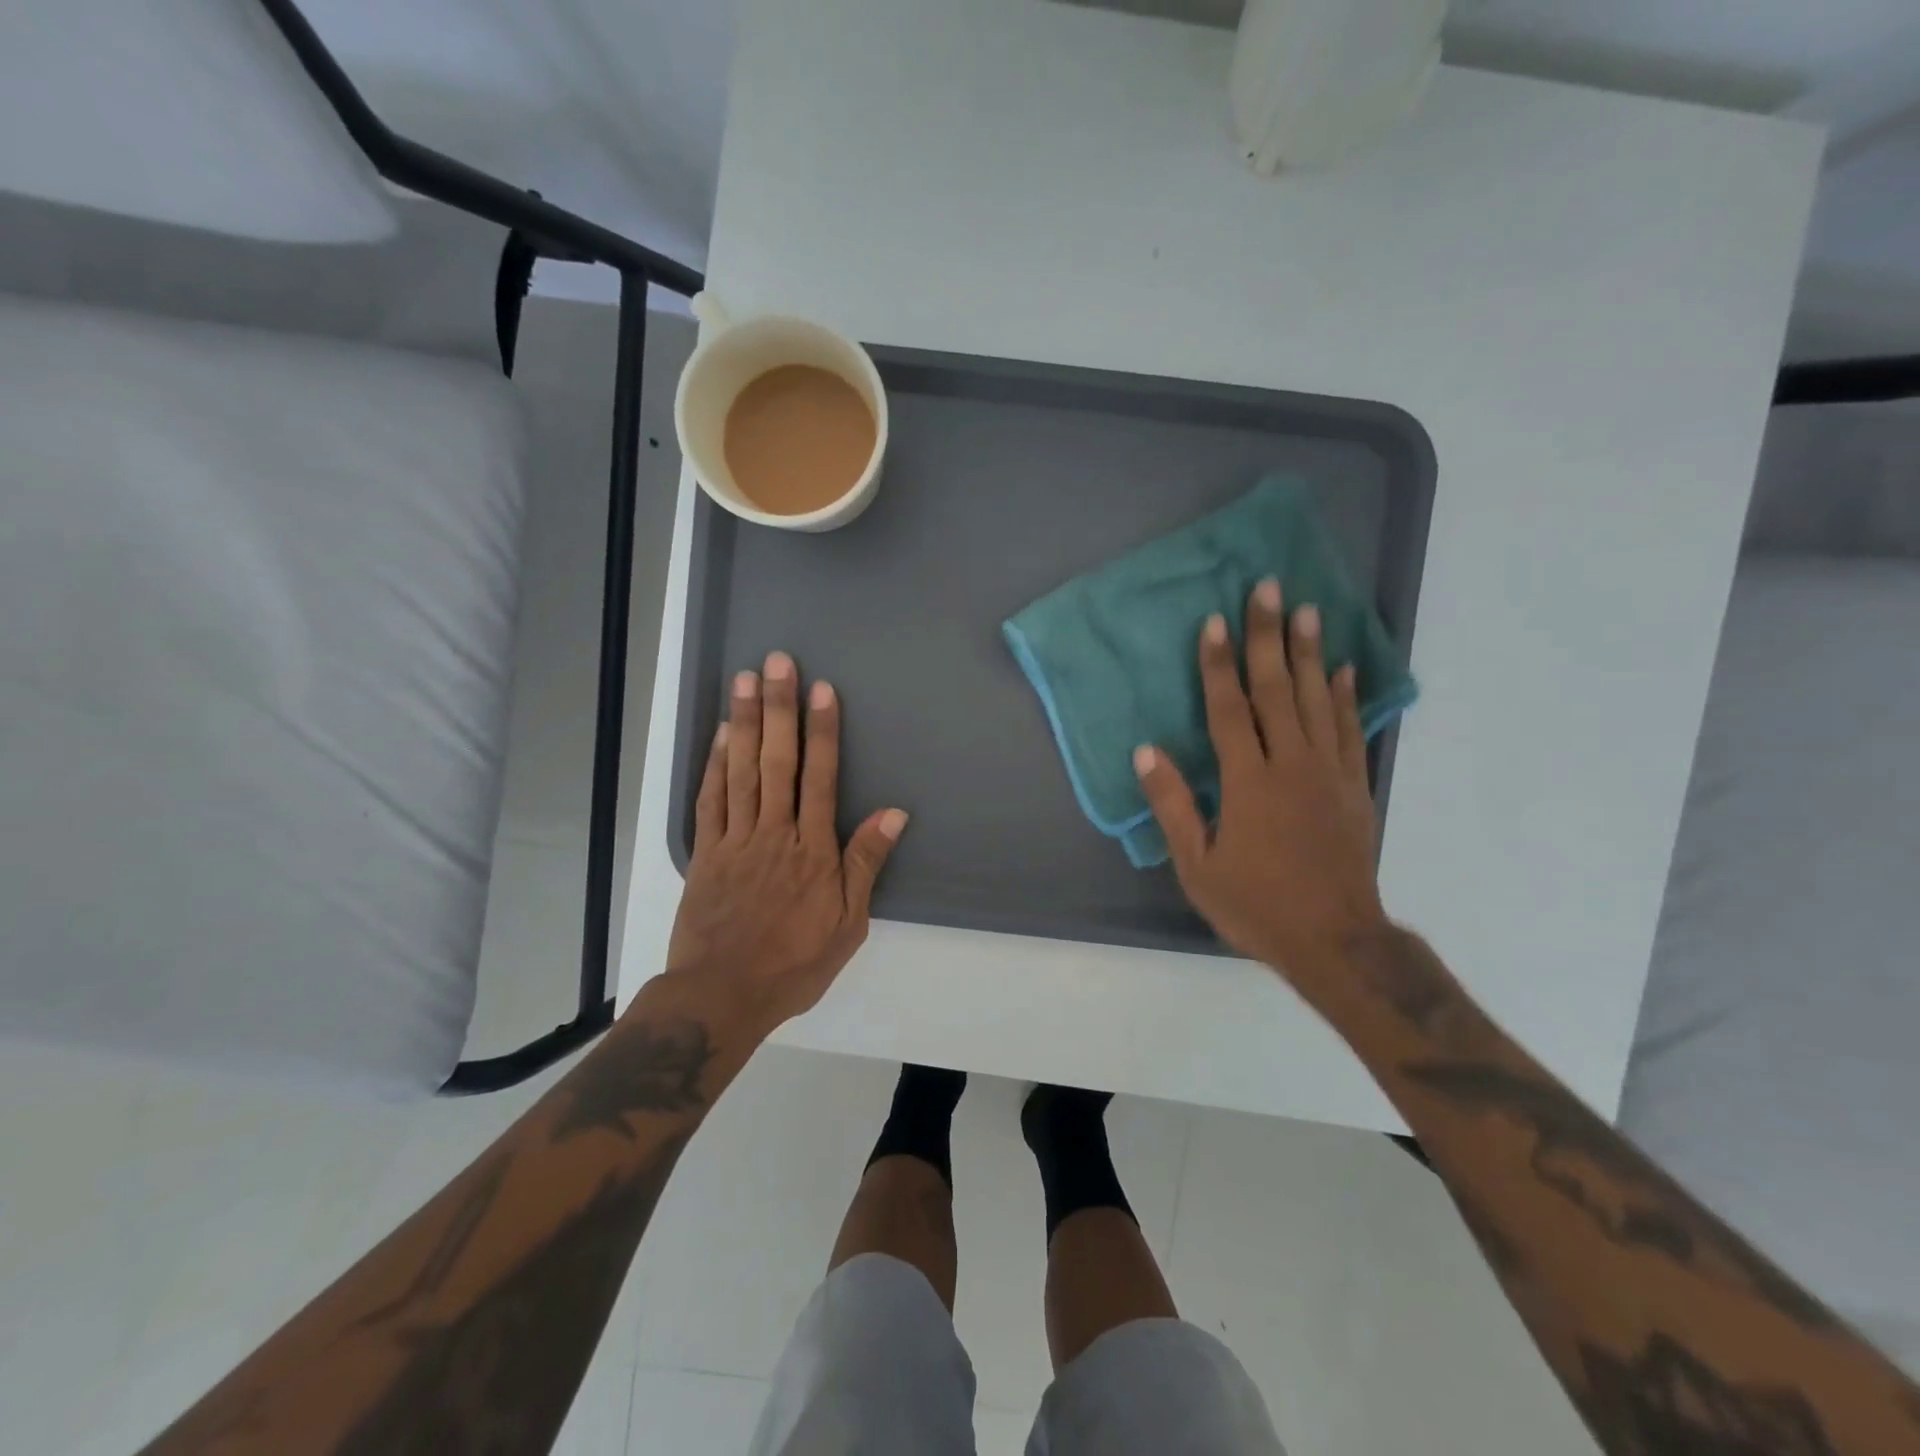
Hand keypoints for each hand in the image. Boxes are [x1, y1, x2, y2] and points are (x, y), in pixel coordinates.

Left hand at [663, 651, 907, 1031]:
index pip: (820, 777)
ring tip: (746, 680)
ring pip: (742, 771)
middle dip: (781, 709)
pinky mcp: (705, 853)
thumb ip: (866, 864)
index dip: (822, 731)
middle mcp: (774, 833)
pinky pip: (710, 800)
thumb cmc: (794, 962)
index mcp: (812, 850)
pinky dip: (715, 765)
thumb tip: (894, 813)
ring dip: (746, 723)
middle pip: (778, 761)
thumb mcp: (848, 924)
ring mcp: (735, 840)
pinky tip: (722, 734)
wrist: (722, 994)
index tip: (822, 690)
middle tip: (777, 663)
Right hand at [1134, 579, 1386, 981]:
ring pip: (1316, 700)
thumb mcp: (1197, 866)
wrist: (1335, 941)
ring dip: (1309, 653)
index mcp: (1248, 783)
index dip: (1219, 664)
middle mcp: (1291, 765)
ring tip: (1307, 610)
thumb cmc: (1255, 905)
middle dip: (1268, 636)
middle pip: (1277, 689)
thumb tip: (1146, 751)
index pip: (1229, 709)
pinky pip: (1349, 729)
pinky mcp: (1354, 787)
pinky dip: (1344, 696)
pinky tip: (1341, 669)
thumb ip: (1172, 805)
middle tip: (1268, 588)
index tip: (1214, 622)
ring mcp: (1328, 773)